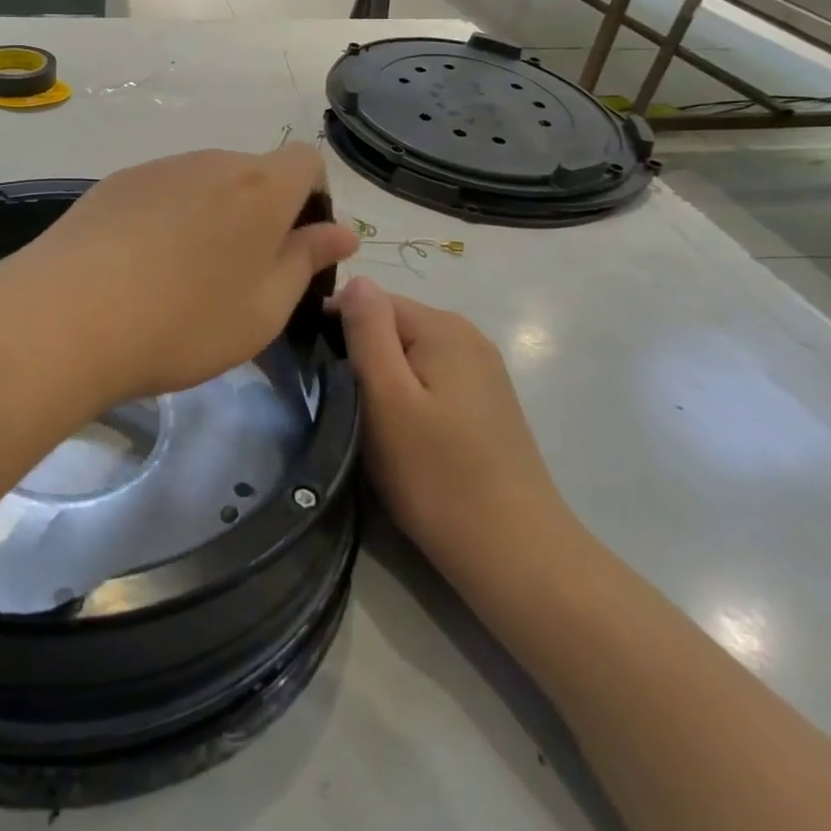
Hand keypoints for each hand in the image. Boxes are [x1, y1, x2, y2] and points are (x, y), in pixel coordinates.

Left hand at [2, 145, 357, 410]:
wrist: (66, 317)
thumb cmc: (184, 322)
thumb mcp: (264, 309)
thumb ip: (305, 262)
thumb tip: (339, 232)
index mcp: (260, 187)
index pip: (307, 162)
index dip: (312, 200)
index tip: (294, 249)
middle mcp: (210, 162)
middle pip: (253, 174)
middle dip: (260, 214)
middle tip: (239, 277)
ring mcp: (156, 169)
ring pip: (204, 184)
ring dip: (211, 218)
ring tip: (182, 279)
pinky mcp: (113, 184)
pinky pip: (160, 193)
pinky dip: (166, 220)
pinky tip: (138, 268)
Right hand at [333, 277, 571, 580]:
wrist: (513, 551)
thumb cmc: (436, 473)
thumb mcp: (386, 397)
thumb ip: (368, 331)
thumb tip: (356, 279)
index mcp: (443, 327)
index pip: (371, 301)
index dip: (337, 329)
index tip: (318, 373)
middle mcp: (468, 337)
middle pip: (392, 326)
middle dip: (360, 356)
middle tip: (341, 404)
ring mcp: (482, 372)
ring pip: (409, 356)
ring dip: (382, 380)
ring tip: (366, 422)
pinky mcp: (486, 404)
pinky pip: (430, 380)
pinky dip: (407, 397)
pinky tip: (402, 435)